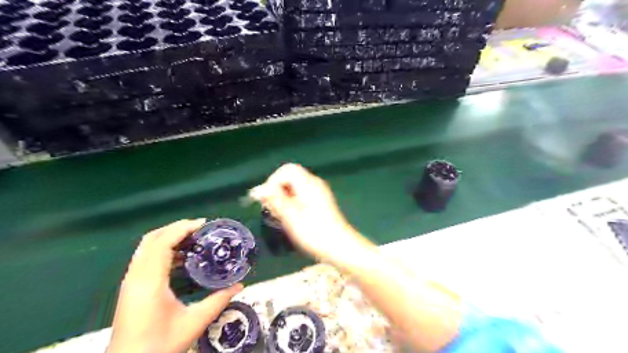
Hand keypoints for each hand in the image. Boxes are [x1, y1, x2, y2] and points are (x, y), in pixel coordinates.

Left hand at [107, 219, 243, 350]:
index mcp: (150, 282)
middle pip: (152, 238)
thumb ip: (218, 301)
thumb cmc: (160, 345)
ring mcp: (131, 281)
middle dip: (176, 228)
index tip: (204, 224)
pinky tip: (181, 258)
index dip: (182, 228)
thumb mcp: (194, 322)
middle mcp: (136, 276)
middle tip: (200, 229)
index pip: (163, 242)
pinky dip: (162, 249)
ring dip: (169, 237)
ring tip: (194, 239)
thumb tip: (240, 285)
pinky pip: (146, 257)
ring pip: (147, 247)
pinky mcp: (131, 287)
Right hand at [249, 163, 368, 261]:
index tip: (266, 198)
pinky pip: (302, 193)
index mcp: (308, 183)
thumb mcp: (290, 216)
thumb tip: (257, 190)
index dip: (273, 180)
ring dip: (283, 196)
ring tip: (279, 214)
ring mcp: (319, 192)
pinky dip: (292, 200)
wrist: (339, 246)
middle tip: (270, 207)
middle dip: (277, 189)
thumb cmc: (314, 232)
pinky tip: (290, 216)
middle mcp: (315, 183)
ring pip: (295, 186)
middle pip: (291, 176)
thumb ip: (274, 200)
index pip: (286, 169)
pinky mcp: (320, 201)